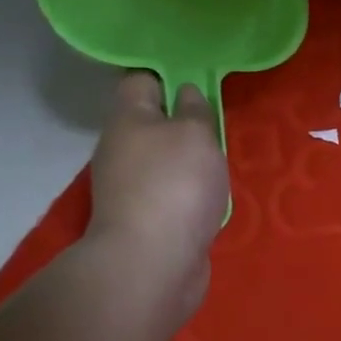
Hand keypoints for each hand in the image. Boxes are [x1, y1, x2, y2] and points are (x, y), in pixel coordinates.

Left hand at [84, 72, 229, 325]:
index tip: (201, 82)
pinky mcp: (143, 221)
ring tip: (219, 164)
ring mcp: (128, 188)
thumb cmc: (175, 184)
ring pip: (162, 160)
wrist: (152, 265)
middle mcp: (120, 149)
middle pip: (152, 123)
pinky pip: (169, 193)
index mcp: (127, 119)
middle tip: (217, 127)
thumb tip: (185, 93)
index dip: (170, 76)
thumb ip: (194, 109)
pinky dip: (188, 194)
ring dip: (189, 162)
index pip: (141, 80)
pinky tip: (210, 199)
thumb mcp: (196, 133)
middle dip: (184, 123)